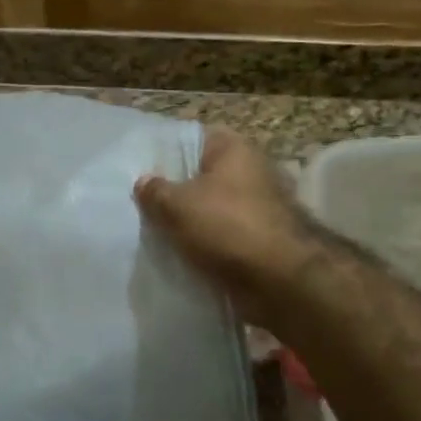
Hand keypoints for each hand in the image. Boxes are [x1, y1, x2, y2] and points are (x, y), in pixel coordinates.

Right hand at [133, 127, 318, 324]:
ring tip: (156, 235)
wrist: (279, 281)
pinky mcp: (261, 240)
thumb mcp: (177, 206)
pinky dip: (207, 247)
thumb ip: (155, 191)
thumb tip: (144, 182)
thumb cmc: (227, 228)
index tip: (140, 171)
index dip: (166, 153)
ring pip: (212, 210)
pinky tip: (181, 257)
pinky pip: (224, 238)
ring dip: (191, 224)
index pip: (193, 139)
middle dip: (176, 193)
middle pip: (202, 177)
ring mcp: (259, 207)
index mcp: (234, 149)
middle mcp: (251, 172)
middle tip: (142, 207)